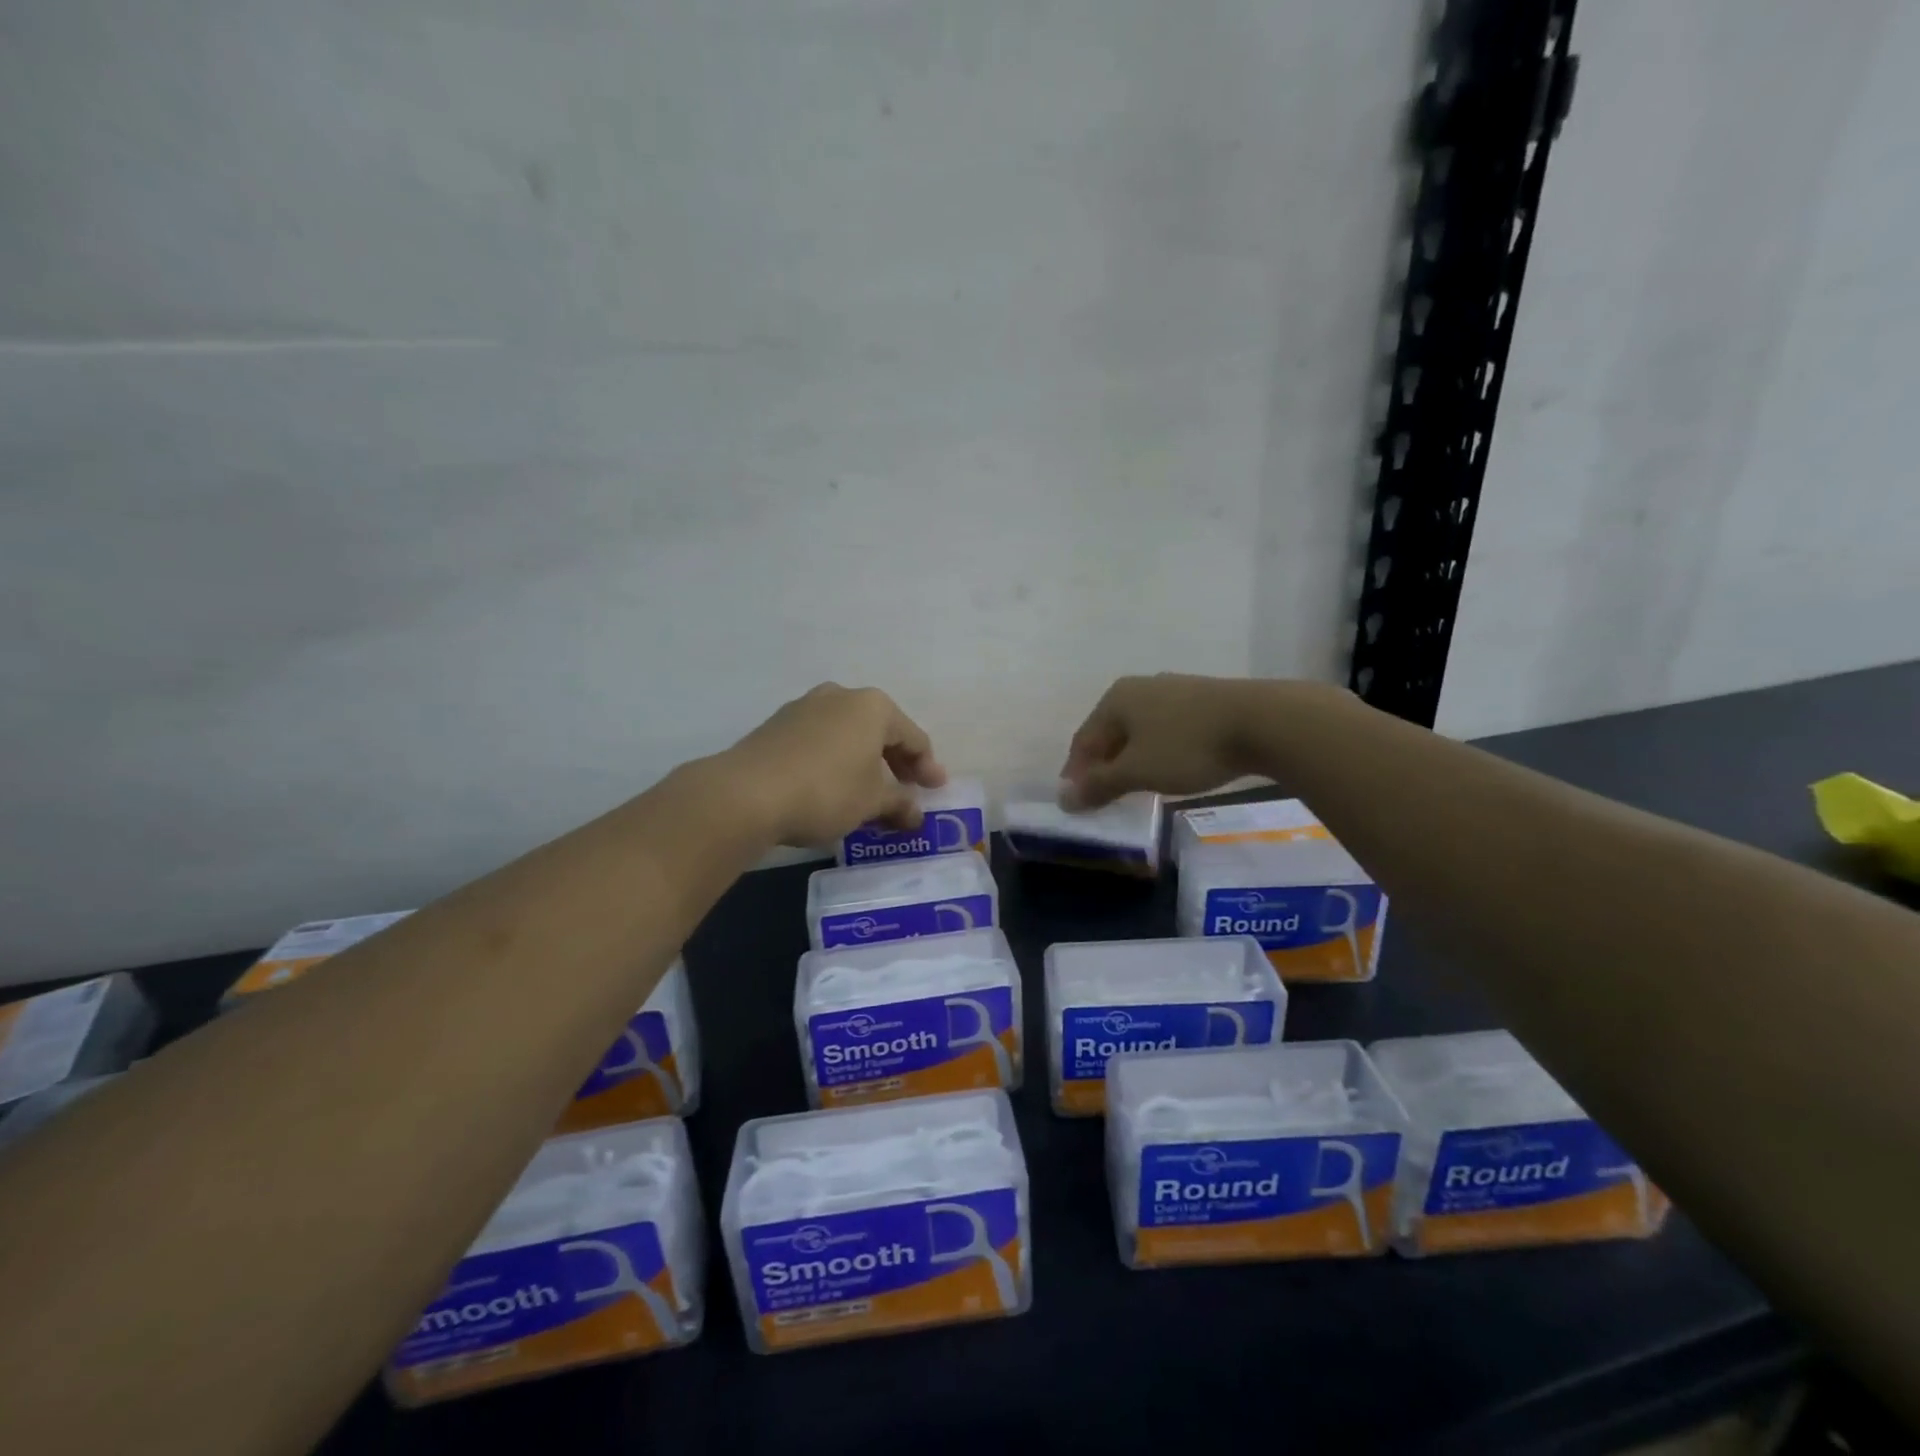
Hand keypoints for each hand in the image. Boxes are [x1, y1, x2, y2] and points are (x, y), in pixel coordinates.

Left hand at [725, 684, 946, 846]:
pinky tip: (833, 788)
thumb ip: (899, 804)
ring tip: (869, 794)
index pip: (913, 737)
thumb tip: (915, 814)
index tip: (935, 791)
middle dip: (896, 763)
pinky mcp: (776, 727)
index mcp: (873, 706)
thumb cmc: (826, 791)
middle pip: (880, 731)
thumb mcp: (871, 802)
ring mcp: (804, 708)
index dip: (927, 767)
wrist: (746, 794)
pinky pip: (819, 743)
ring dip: (863, 764)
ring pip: (847, 736)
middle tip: (907, 791)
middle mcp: (840, 697)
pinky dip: (834, 762)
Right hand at [1061, 673, 1269, 806]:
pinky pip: (1165, 730)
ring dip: (1130, 760)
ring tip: (1134, 788)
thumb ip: (1099, 785)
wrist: (1262, 722)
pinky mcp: (1202, 700)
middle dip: (1103, 766)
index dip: (1076, 773)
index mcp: (1116, 699)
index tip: (1076, 802)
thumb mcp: (1137, 771)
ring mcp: (1173, 690)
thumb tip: (1063, 799)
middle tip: (1103, 798)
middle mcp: (1140, 687)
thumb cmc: (1187, 747)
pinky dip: (1157, 752)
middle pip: (1110, 734)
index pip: (1083, 740)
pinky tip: (1167, 769)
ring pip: (1139, 731)